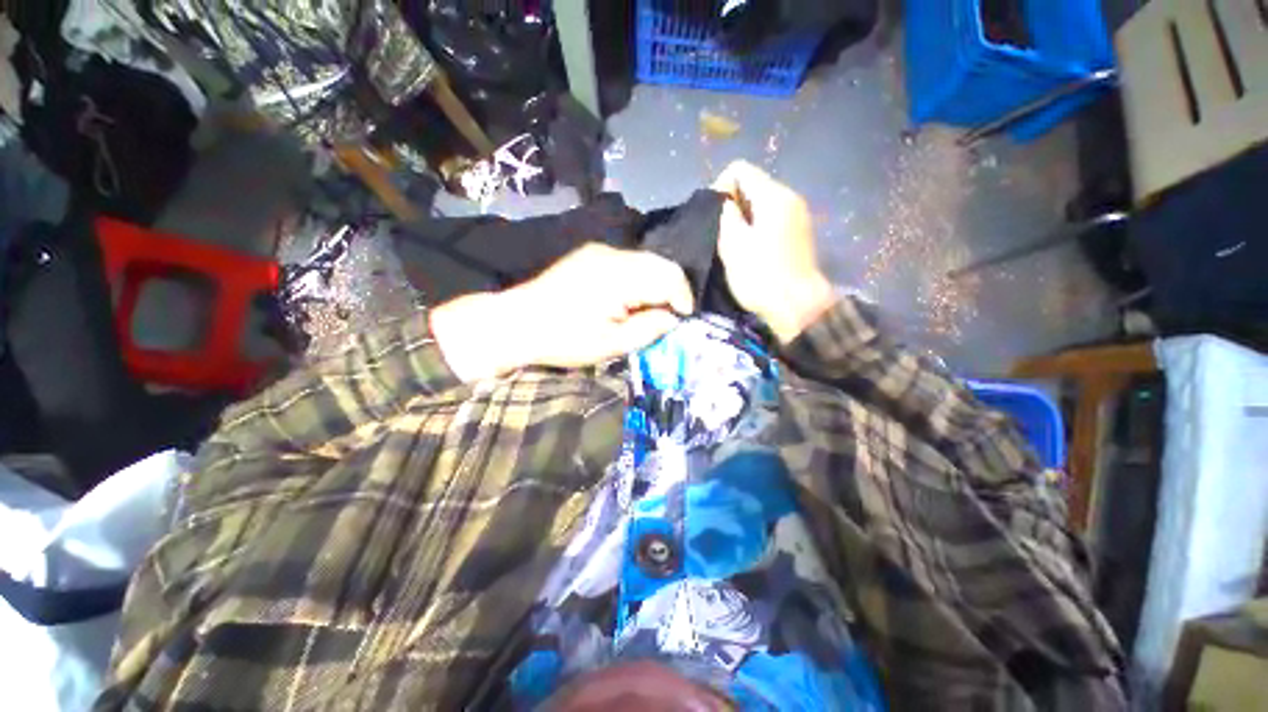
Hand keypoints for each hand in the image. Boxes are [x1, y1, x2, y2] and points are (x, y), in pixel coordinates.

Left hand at [430, 243, 693, 381]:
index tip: (682, 319)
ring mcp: (599, 251)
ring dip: (655, 283)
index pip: (669, 276)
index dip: (683, 297)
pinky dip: (639, 277)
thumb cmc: (564, 339)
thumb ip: (648, 329)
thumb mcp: (610, 345)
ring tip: (647, 310)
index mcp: (619, 277)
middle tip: (668, 315)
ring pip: (646, 260)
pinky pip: (628, 261)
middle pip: (661, 263)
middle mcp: (612, 255)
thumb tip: (672, 317)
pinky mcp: (590, 253)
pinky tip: (628, 298)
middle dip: (672, 289)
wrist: (517, 322)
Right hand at [712, 161, 836, 343]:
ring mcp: (797, 216)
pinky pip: (771, 220)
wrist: (797, 307)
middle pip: (752, 185)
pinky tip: (749, 251)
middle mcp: (789, 198)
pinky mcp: (798, 234)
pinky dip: (756, 229)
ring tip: (732, 244)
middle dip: (731, 204)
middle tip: (719, 233)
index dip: (720, 187)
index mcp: (773, 196)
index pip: (740, 169)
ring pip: (761, 204)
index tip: (713, 215)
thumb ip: (725, 215)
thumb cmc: (761, 276)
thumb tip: (724, 202)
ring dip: (743, 219)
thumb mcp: (733, 244)